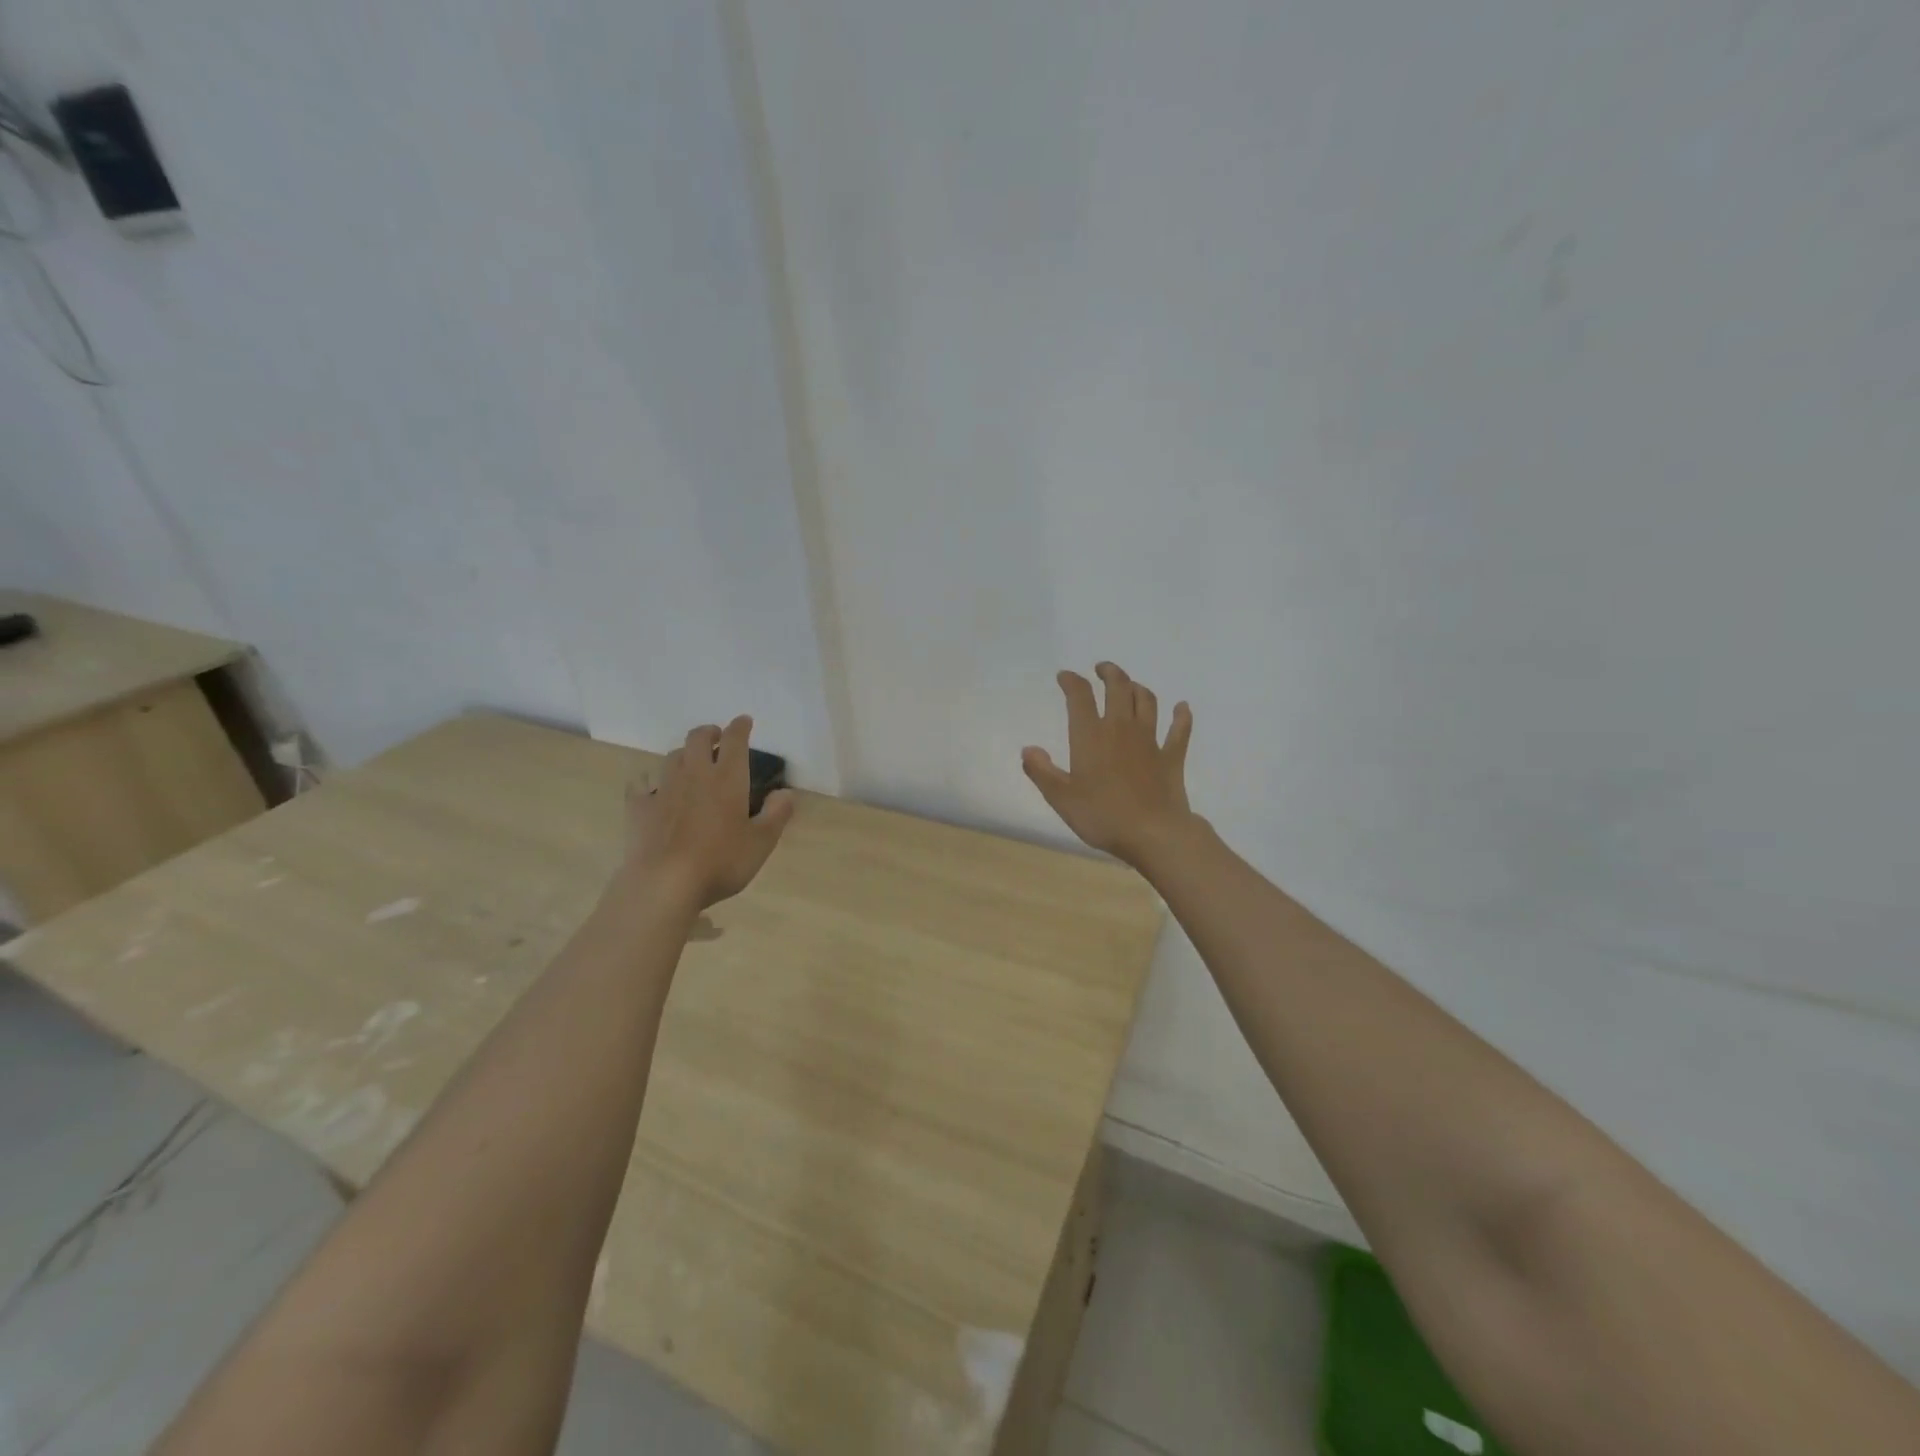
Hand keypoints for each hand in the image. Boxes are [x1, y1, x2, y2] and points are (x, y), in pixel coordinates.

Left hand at [623, 717, 795, 910]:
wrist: (664, 883)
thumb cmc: (720, 862)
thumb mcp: (761, 843)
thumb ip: (777, 814)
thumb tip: (785, 792)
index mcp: (727, 779)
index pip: (735, 740)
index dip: (740, 727)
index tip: (744, 721)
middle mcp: (694, 774)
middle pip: (698, 738)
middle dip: (709, 732)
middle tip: (717, 739)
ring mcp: (663, 789)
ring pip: (672, 756)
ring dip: (684, 754)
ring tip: (690, 764)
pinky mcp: (639, 807)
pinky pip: (642, 783)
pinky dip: (649, 780)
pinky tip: (652, 788)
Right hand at [1023, 663, 1200, 869]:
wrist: (1153, 834)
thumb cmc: (1102, 816)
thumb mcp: (1061, 798)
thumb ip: (1042, 772)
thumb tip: (1028, 749)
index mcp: (1090, 736)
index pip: (1079, 696)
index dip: (1071, 681)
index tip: (1064, 676)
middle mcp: (1121, 729)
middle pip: (1118, 688)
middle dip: (1109, 673)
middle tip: (1101, 669)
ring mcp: (1150, 740)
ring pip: (1146, 701)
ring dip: (1137, 688)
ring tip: (1130, 685)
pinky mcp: (1172, 757)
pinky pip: (1179, 730)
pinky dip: (1181, 716)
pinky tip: (1182, 708)